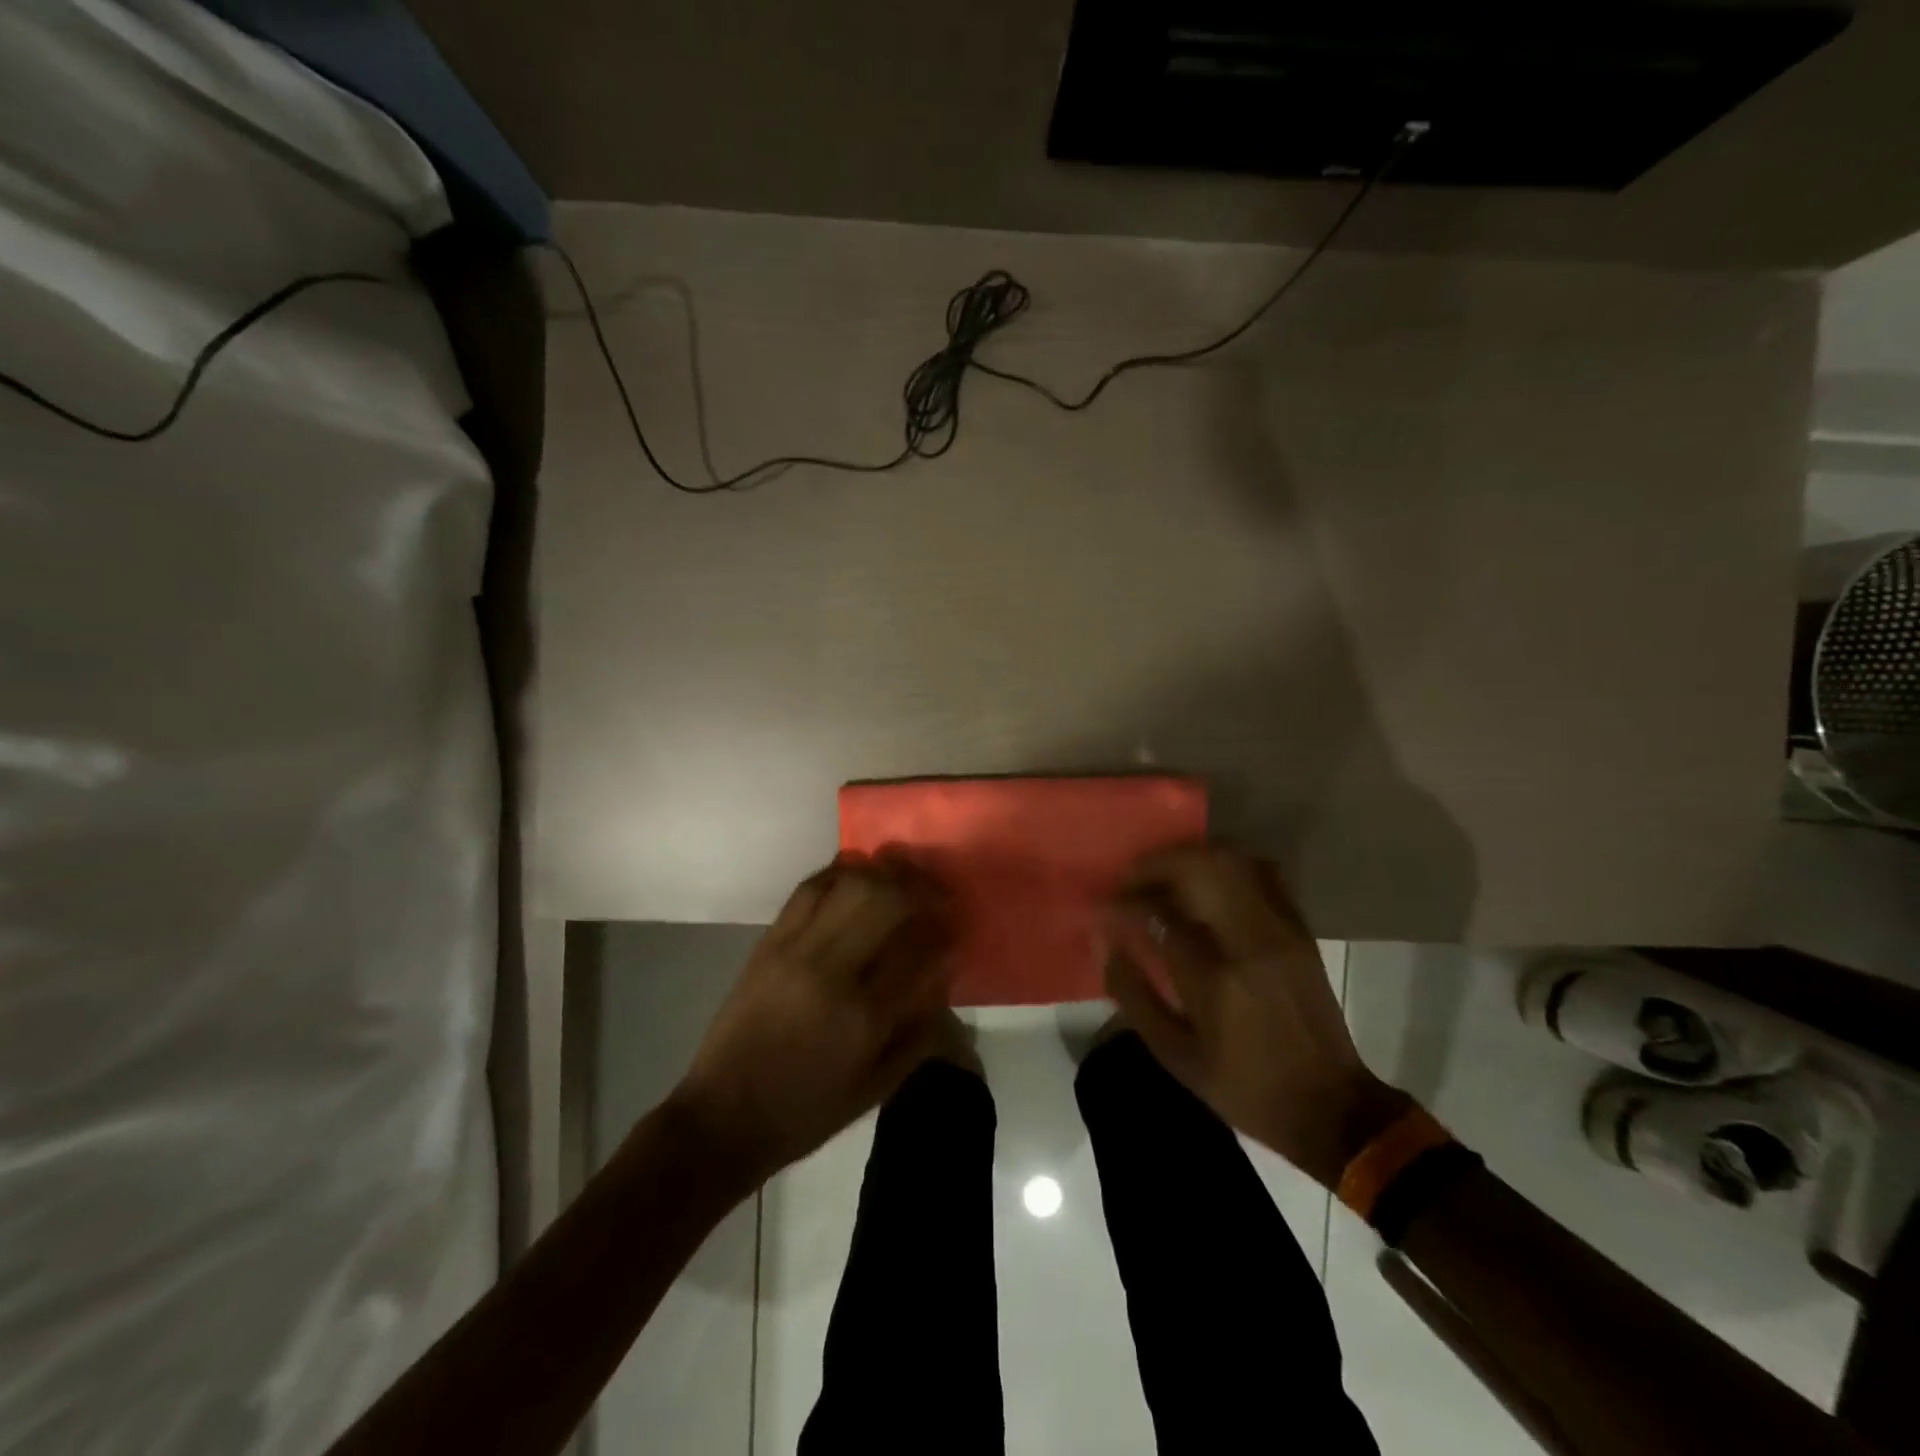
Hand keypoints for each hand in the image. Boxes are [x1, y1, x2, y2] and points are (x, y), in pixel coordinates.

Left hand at [673, 853, 955, 1181]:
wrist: (724, 1115)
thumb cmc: (807, 1111)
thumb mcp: (877, 1088)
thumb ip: (918, 1032)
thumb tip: (941, 978)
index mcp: (865, 1017)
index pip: (922, 951)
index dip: (946, 933)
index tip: (956, 930)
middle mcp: (833, 971)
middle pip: (888, 899)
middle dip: (922, 889)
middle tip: (937, 895)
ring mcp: (797, 948)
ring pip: (851, 883)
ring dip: (886, 872)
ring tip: (903, 878)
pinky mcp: (770, 940)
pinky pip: (810, 887)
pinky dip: (841, 872)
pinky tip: (859, 876)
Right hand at [1105, 843, 1407, 1187]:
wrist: (1329, 1106)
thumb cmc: (1243, 1086)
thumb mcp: (1174, 1055)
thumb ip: (1133, 994)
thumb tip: (1107, 943)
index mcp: (1216, 979)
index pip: (1159, 914)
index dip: (1124, 902)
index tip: (1103, 907)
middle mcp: (1252, 941)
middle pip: (1201, 867)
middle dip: (1156, 864)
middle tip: (1130, 879)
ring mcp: (1282, 929)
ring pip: (1233, 861)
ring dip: (1189, 858)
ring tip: (1162, 876)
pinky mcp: (1299, 929)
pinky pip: (1260, 873)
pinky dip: (1225, 866)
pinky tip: (1203, 884)